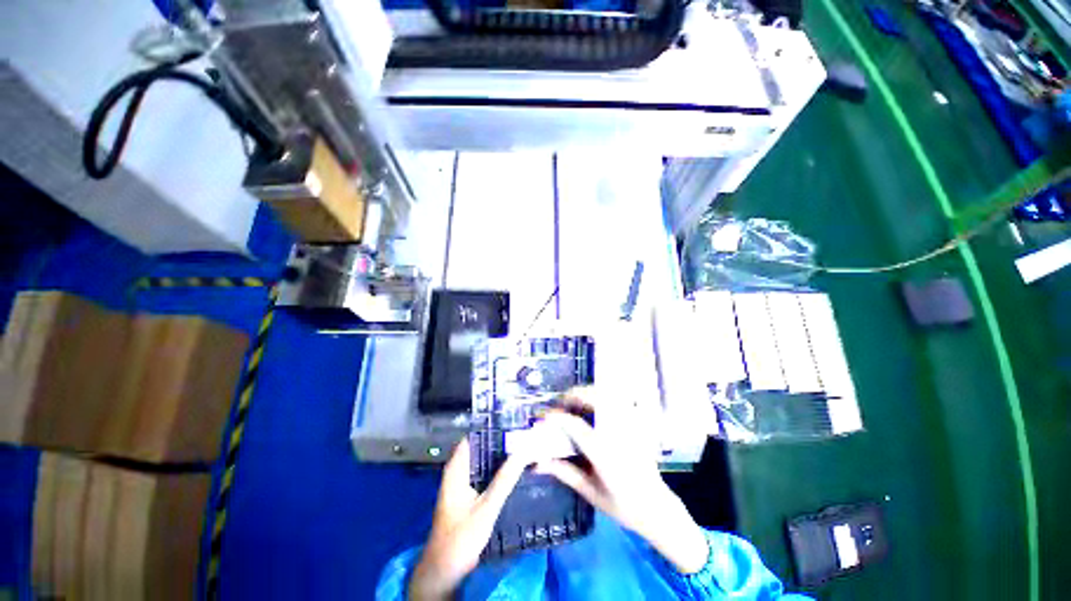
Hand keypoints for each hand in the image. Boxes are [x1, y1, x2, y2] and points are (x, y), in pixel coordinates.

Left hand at [409, 438, 528, 600]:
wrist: (444, 570)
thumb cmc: (460, 537)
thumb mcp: (486, 507)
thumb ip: (505, 480)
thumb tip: (524, 451)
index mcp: (457, 467)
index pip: (475, 436)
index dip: (493, 426)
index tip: (514, 421)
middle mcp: (459, 470)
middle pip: (481, 446)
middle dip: (501, 440)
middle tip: (525, 433)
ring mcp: (463, 482)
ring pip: (484, 460)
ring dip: (501, 454)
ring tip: (524, 445)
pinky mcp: (469, 493)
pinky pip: (486, 472)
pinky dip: (498, 468)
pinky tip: (515, 468)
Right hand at [535, 393, 709, 573]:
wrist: (656, 506)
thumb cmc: (621, 504)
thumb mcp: (589, 492)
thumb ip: (564, 472)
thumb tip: (538, 462)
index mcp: (605, 454)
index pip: (575, 426)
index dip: (556, 418)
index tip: (543, 418)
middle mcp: (618, 434)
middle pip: (594, 399)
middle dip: (572, 396)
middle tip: (559, 404)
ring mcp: (630, 425)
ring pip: (607, 395)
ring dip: (586, 393)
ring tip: (573, 402)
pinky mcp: (637, 423)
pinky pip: (617, 400)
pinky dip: (601, 396)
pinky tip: (592, 406)